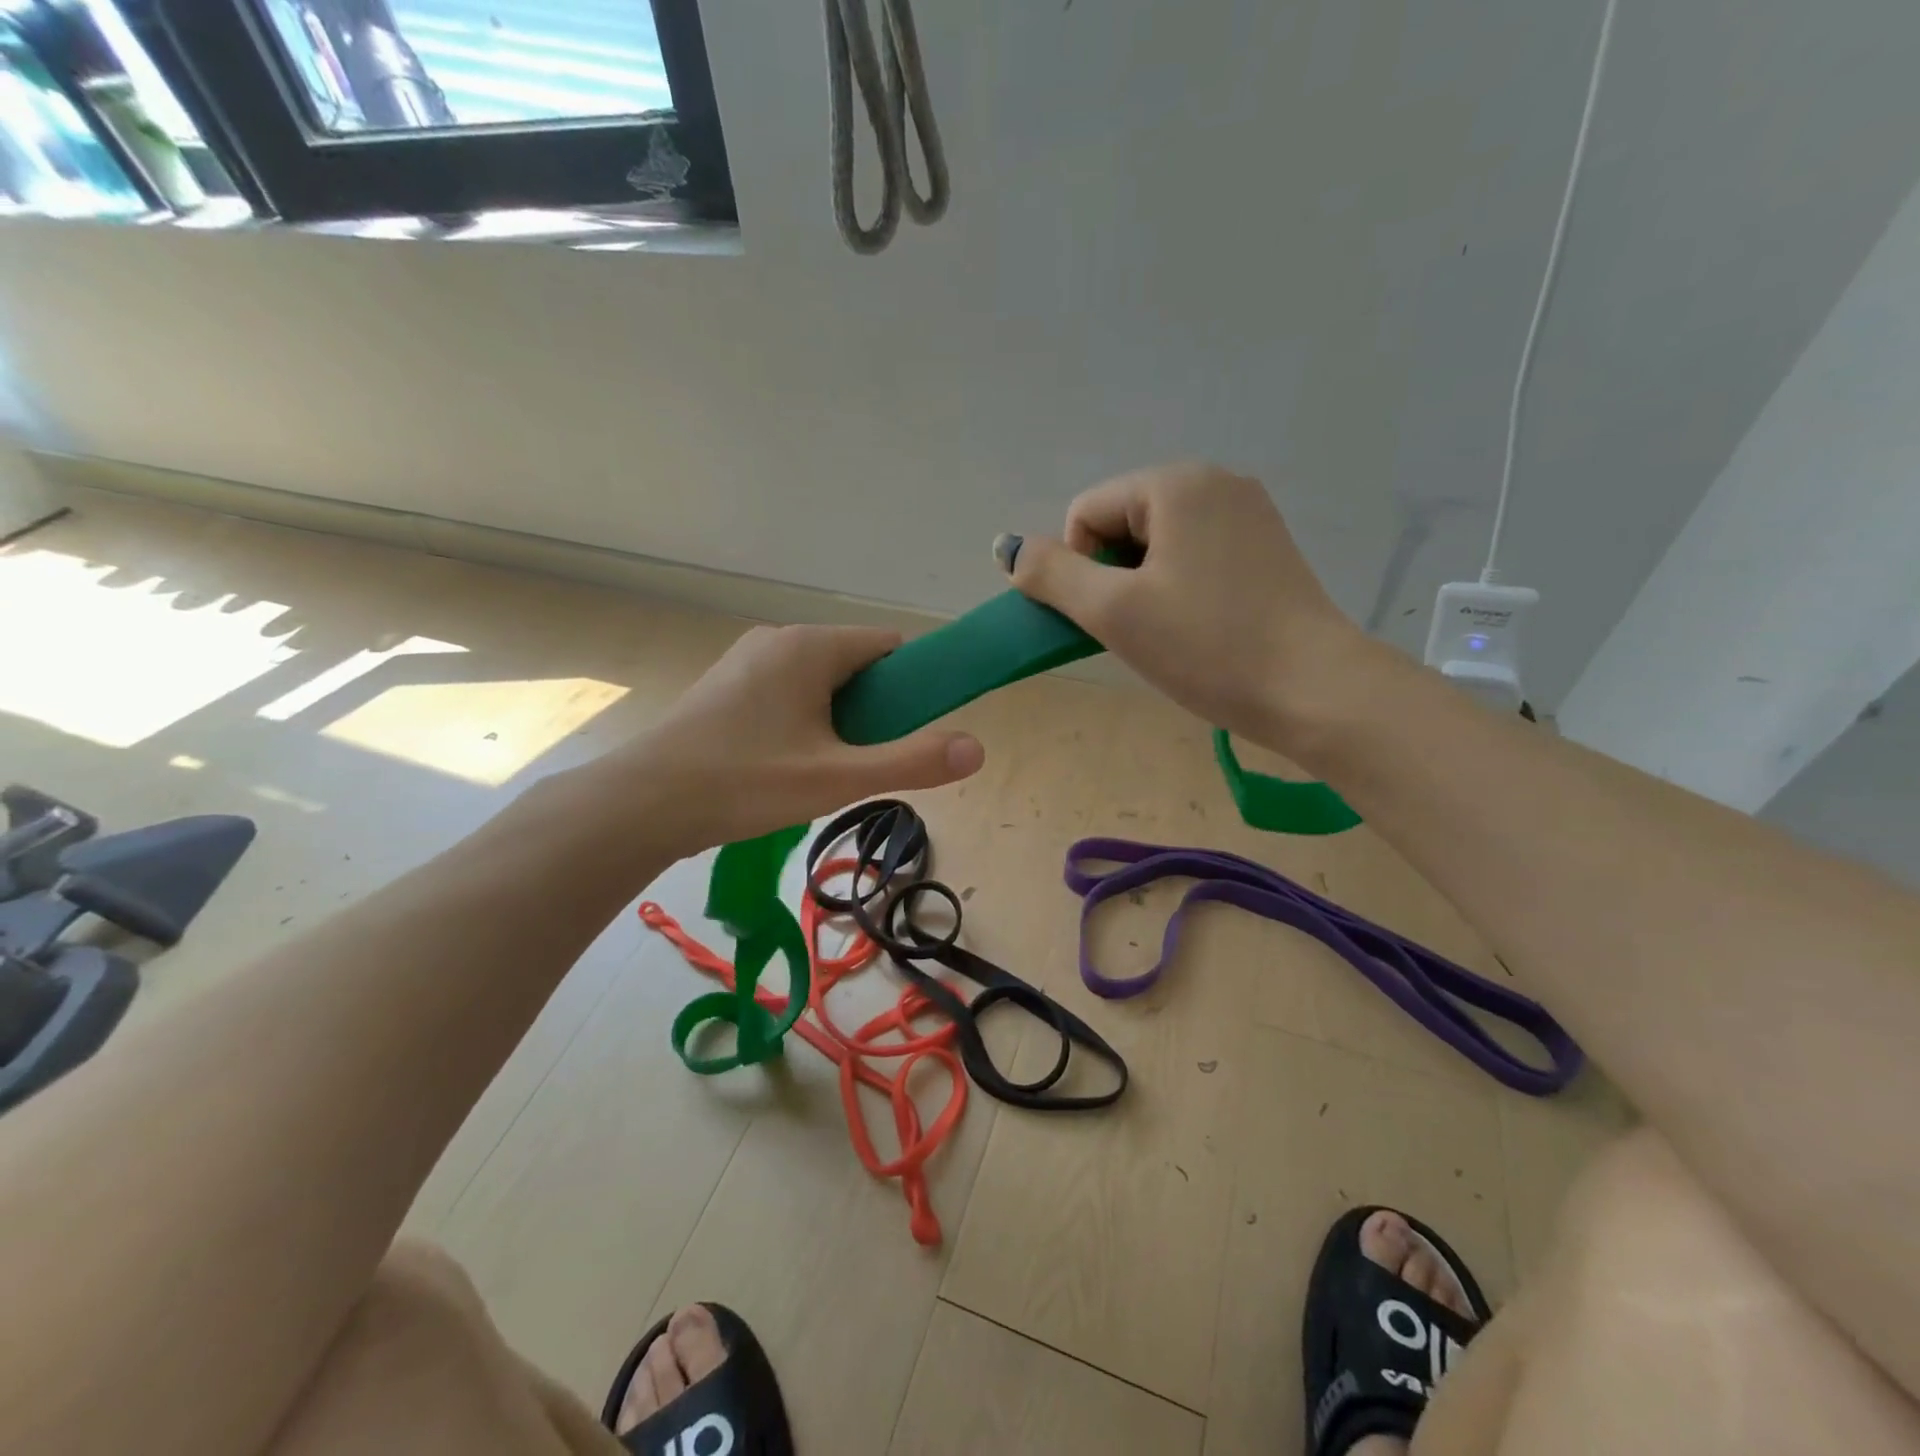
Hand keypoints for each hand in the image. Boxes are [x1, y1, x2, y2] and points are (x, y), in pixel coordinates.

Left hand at [598, 624, 984, 854]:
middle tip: (868, 761)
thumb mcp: (837, 778)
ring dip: (840, 719)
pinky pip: (788, 693)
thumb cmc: (744, 783)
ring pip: (821, 682)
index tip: (916, 730)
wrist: (641, 804)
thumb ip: (910, 762)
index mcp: (809, 645)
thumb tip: (978, 748)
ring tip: (828, 770)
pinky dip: (806, 721)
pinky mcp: (727, 686)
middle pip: (856, 664)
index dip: (915, 684)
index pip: (890, 646)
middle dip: (875, 709)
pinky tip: (789, 765)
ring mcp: (748, 661)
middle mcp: (779, 640)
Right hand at [1004, 463, 1365, 748]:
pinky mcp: (1265, 547)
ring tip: (1171, 632)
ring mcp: (1248, 512)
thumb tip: (1007, 548)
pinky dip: (1178, 588)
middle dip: (1113, 578)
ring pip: (1156, 544)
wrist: (1313, 690)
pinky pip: (1193, 555)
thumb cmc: (1207, 647)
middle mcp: (1216, 481)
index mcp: (1176, 483)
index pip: (1085, 513)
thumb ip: (1050, 575)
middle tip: (1140, 629)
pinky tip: (1199, 626)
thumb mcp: (1113, 612)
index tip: (1112, 615)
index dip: (1080, 569)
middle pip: (1121, 524)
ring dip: (1143, 588)